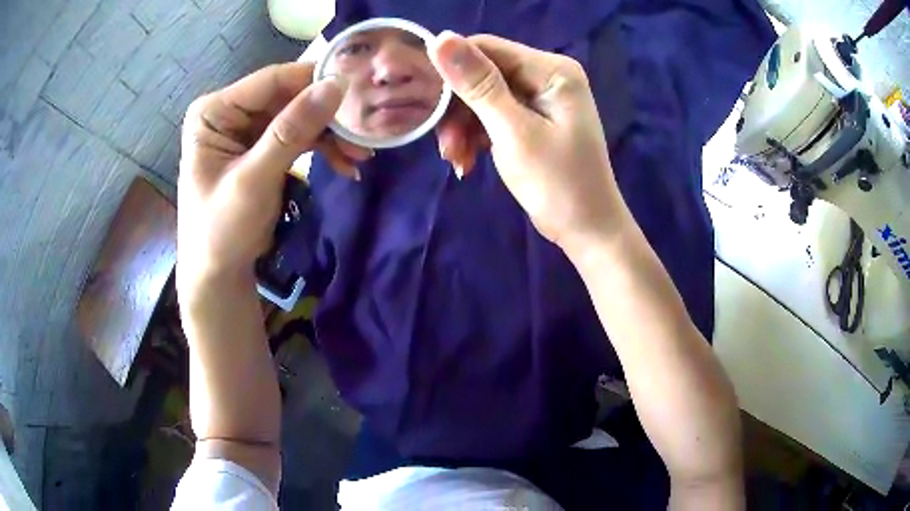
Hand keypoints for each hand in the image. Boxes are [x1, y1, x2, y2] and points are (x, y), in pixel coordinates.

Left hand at [177, 63, 368, 287]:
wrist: (219, 275)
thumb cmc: (223, 230)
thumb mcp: (254, 180)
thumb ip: (292, 131)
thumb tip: (336, 85)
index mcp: (215, 111)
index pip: (271, 81)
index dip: (314, 81)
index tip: (357, 89)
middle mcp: (231, 112)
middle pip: (288, 97)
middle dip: (326, 115)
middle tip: (363, 131)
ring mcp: (247, 129)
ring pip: (299, 116)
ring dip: (329, 135)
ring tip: (360, 154)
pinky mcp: (262, 147)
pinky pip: (299, 136)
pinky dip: (322, 149)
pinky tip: (345, 164)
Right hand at [429, 33, 625, 250]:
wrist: (587, 229)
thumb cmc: (558, 184)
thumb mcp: (514, 132)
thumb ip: (478, 85)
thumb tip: (440, 38)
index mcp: (551, 69)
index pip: (487, 48)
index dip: (452, 71)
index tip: (432, 107)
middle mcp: (547, 74)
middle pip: (483, 73)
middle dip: (459, 110)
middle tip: (447, 148)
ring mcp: (541, 97)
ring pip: (483, 96)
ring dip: (464, 127)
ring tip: (457, 160)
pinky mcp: (533, 118)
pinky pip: (494, 114)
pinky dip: (477, 136)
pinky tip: (468, 161)